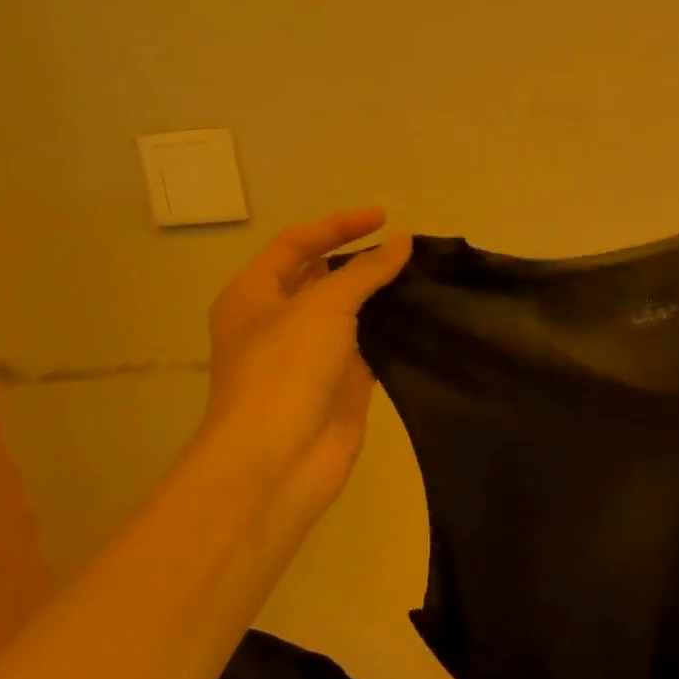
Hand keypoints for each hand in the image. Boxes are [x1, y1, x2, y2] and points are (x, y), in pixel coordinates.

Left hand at [201, 209, 412, 522]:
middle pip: (323, 277)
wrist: (278, 460)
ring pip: (350, 314)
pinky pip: (369, 347)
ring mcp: (310, 355)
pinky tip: (424, 318)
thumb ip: (365, 271)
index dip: (338, 226)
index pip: (296, 243)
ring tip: (424, 277)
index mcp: (254, 294)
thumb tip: (402, 243)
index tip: (385, 218)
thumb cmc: (285, 370)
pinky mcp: (340, 384)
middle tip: (407, 250)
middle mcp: (279, 321)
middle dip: (361, 260)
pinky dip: (393, 332)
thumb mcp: (323, 306)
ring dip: (381, 296)